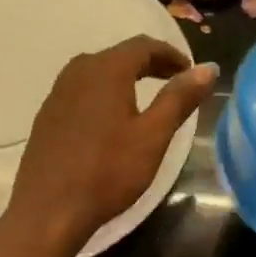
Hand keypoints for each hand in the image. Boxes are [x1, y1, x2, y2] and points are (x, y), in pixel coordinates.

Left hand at [9, 37, 218, 249]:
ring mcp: (57, 93)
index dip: (171, 54)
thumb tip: (208, 68)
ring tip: (147, 98)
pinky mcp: (47, 115)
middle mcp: (78, 71)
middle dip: (150, 64)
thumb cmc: (107, 172)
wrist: (48, 210)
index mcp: (106, 70)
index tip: (190, 71)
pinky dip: (104, 93)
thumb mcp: (153, 136)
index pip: (143, 46)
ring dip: (126, 77)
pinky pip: (82, 91)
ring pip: (98, 72)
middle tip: (175, 81)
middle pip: (120, 55)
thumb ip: (179, 98)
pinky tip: (112, 119)